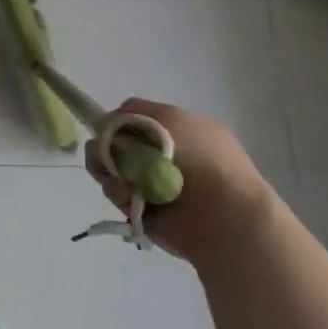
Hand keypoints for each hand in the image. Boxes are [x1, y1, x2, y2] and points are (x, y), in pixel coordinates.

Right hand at [86, 99, 273, 269]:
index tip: (108, 128)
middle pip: (117, 144)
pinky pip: (118, 194)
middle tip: (103, 154)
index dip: (118, 122)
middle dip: (106, 147)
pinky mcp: (143, 211)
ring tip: (116, 178)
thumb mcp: (171, 118)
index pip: (135, 120)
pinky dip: (118, 192)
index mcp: (177, 132)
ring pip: (111, 168)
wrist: (224, 216)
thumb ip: (135, 112)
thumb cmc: (202, 159)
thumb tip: (110, 124)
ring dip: (108, 169)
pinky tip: (129, 195)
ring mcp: (152, 184)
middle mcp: (164, 156)